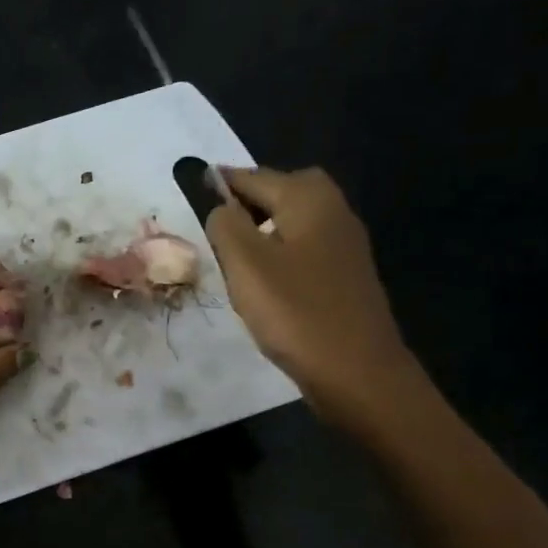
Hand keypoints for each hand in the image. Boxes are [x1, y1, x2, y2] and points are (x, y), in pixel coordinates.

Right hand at [205, 166, 421, 427]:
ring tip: (231, 254)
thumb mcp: (245, 264)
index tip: (189, 188)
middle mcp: (333, 211)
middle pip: (282, 190)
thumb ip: (225, 224)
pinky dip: (279, 252)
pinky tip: (263, 280)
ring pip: (293, 221)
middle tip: (214, 224)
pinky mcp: (345, 275)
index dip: (219, 182)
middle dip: (248, 200)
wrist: (357, 371)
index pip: (253, 176)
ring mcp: (344, 245)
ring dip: (263, 228)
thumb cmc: (295, 312)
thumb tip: (218, 204)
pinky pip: (304, 248)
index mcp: (308, 199)